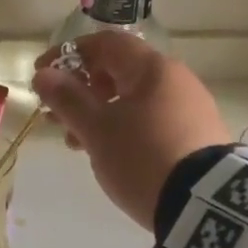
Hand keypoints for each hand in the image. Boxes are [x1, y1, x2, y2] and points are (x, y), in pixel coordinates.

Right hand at [31, 32, 229, 227]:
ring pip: (134, 100)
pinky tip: (112, 154)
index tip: (41, 77)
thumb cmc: (142, 157)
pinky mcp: (197, 136)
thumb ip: (67, 99)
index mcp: (152, 68)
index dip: (68, 55)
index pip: (105, 44)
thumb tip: (44, 74)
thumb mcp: (97, 130)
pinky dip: (124, 129)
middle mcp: (176, 80)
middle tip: (56, 118)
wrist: (205, 204)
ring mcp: (190, 108)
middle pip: (119, 72)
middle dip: (81, 91)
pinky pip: (152, 121)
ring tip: (78, 144)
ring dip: (99, 114)